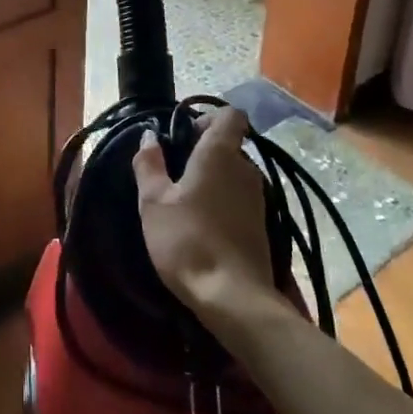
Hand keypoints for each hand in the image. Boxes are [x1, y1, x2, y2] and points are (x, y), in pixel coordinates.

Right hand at [134, 107, 276, 314]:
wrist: (233, 298)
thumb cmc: (187, 240)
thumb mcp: (154, 202)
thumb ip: (149, 164)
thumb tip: (149, 137)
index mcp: (220, 154)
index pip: (230, 115)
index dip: (208, 117)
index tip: (184, 135)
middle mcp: (246, 169)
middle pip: (229, 146)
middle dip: (204, 152)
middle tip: (174, 173)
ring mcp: (259, 198)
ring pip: (235, 174)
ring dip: (213, 180)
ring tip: (185, 202)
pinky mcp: (263, 226)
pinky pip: (240, 199)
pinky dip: (223, 203)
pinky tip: (203, 225)